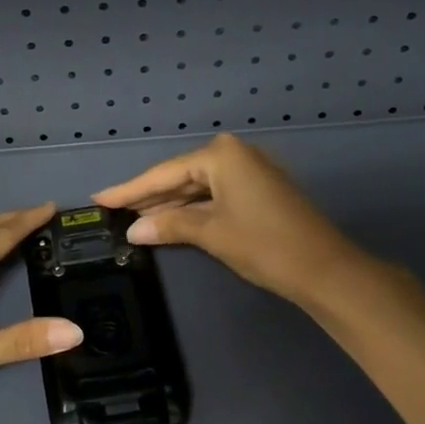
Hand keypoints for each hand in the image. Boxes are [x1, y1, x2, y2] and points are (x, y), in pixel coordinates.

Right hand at [94, 134, 369, 305]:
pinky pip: (214, 195)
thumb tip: (133, 229)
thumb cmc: (264, 244)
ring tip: (133, 218)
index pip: (164, 172)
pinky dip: (192, 209)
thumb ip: (169, 225)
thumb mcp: (211, 233)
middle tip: (112, 210)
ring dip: (169, 204)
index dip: (130, 189)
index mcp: (221, 155)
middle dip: (148, 196)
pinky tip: (169, 220)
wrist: (325, 269)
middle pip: (180, 176)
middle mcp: (234, 154)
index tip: (99, 197)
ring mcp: (249, 171)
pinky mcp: (258, 190)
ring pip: (197, 187)